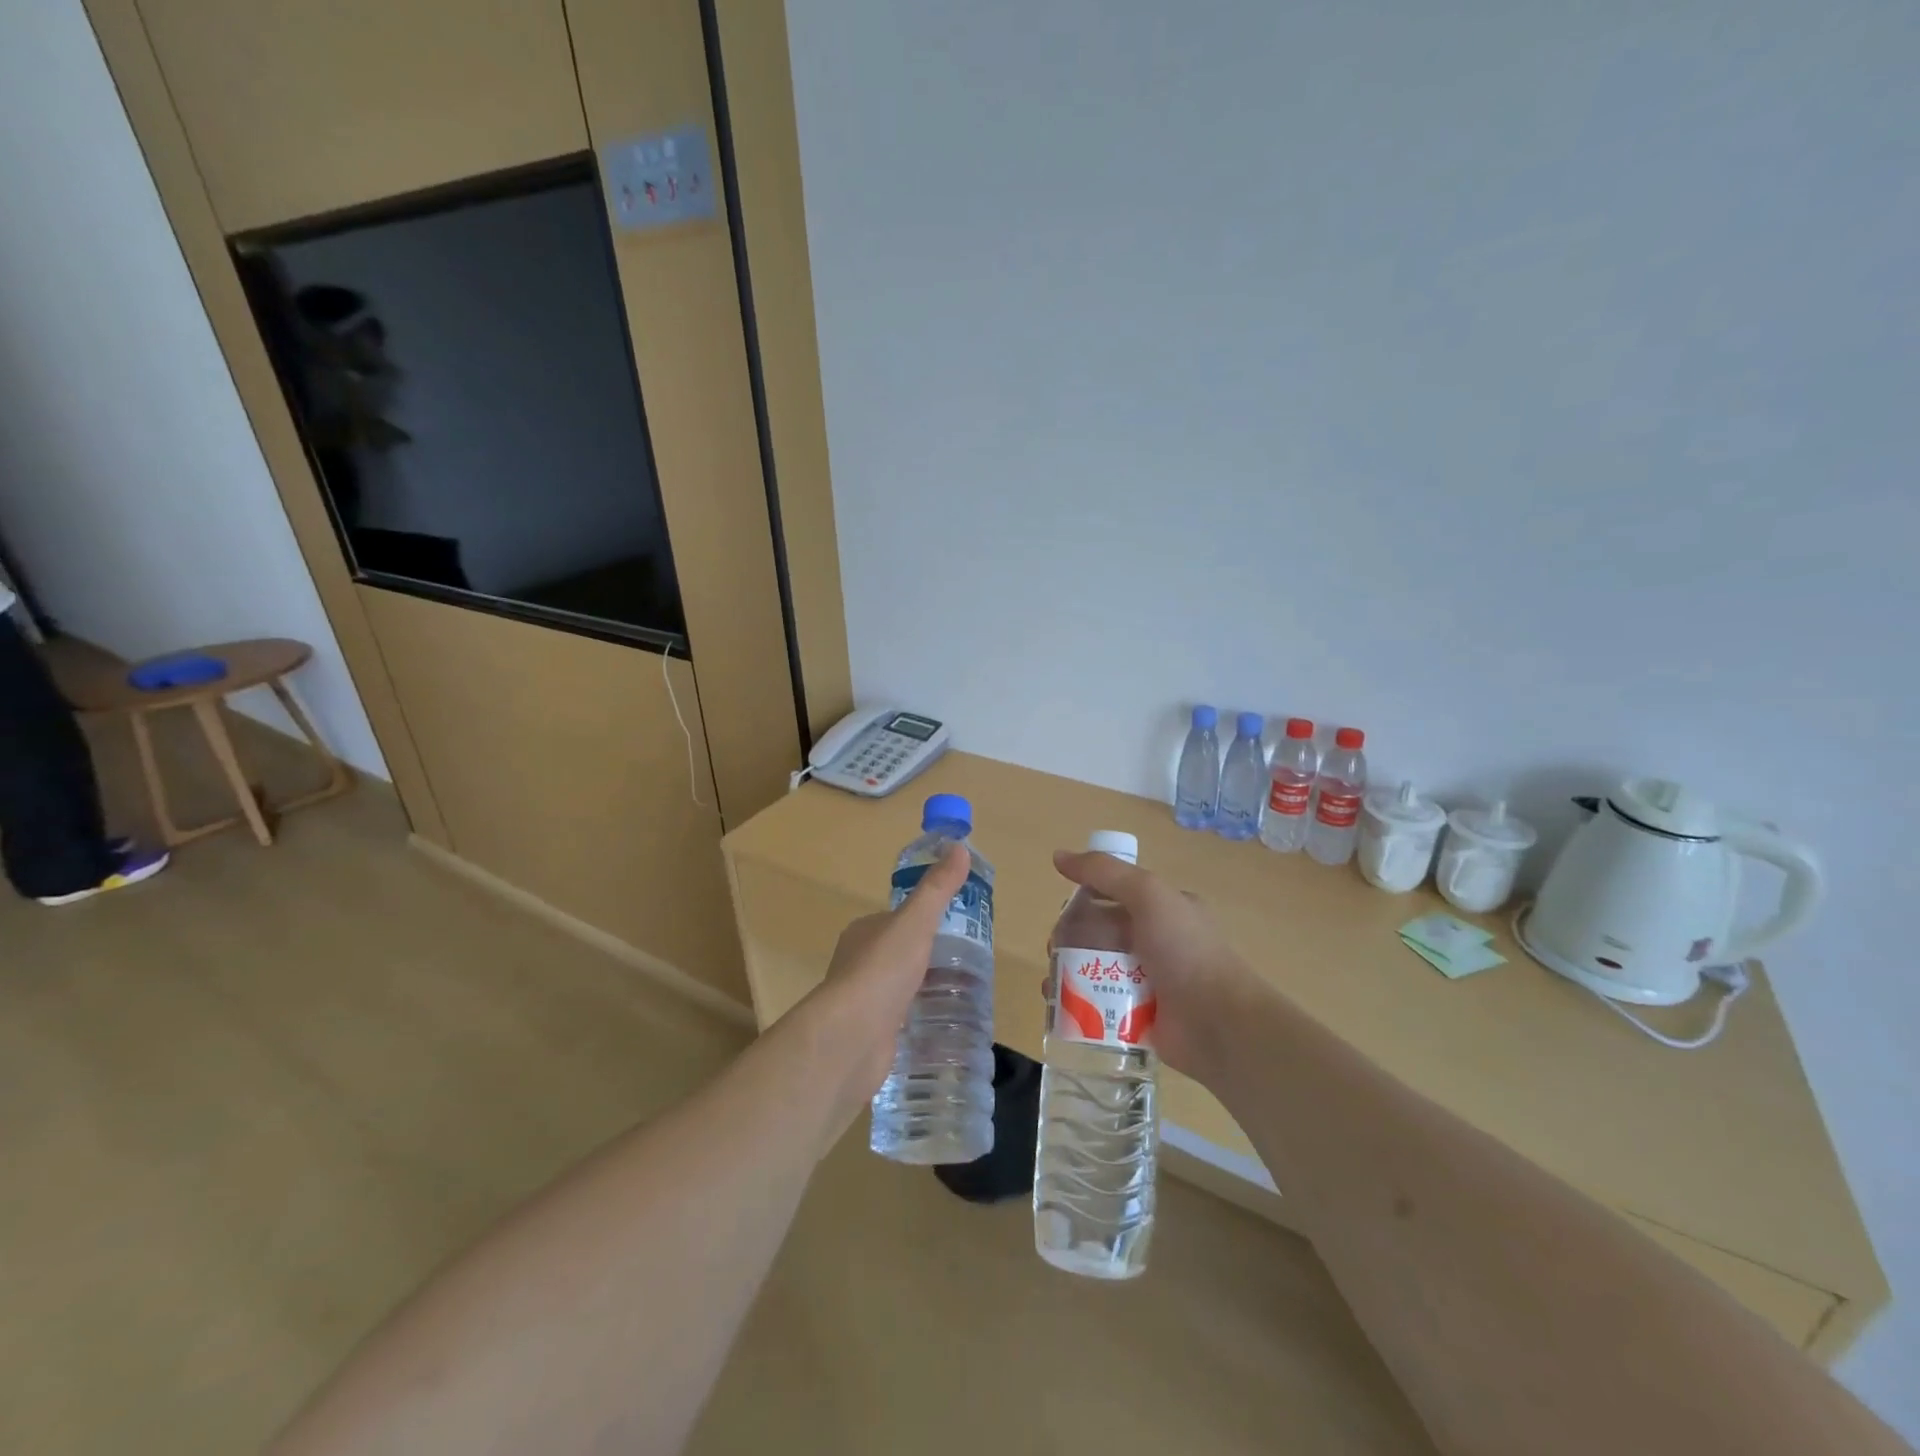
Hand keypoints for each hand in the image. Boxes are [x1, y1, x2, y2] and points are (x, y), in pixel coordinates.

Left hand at [801, 844, 971, 1116]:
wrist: (852, 1037)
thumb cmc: (882, 971)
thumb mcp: (915, 921)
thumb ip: (937, 889)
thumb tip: (959, 847)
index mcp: (864, 932)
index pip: (897, 919)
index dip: (924, 919)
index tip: (957, 927)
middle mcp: (858, 963)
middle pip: (900, 953)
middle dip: (928, 956)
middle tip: (969, 962)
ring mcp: (864, 1001)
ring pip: (900, 987)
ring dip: (925, 988)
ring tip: (965, 993)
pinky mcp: (871, 1034)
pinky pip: (901, 1019)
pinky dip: (919, 1018)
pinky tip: (943, 1023)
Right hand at [1049, 849, 1259, 1080]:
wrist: (1218, 1023)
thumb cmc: (1185, 951)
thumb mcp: (1148, 895)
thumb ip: (1105, 872)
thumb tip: (1059, 856)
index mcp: (1164, 909)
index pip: (1115, 894)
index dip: (1085, 897)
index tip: (1062, 911)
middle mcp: (1156, 942)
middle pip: (1099, 932)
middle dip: (1070, 938)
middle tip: (1054, 950)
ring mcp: (1148, 982)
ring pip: (1095, 969)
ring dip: (1068, 972)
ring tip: (1051, 983)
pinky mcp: (1139, 1017)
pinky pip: (1100, 1004)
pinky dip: (1077, 1004)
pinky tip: (1059, 1007)